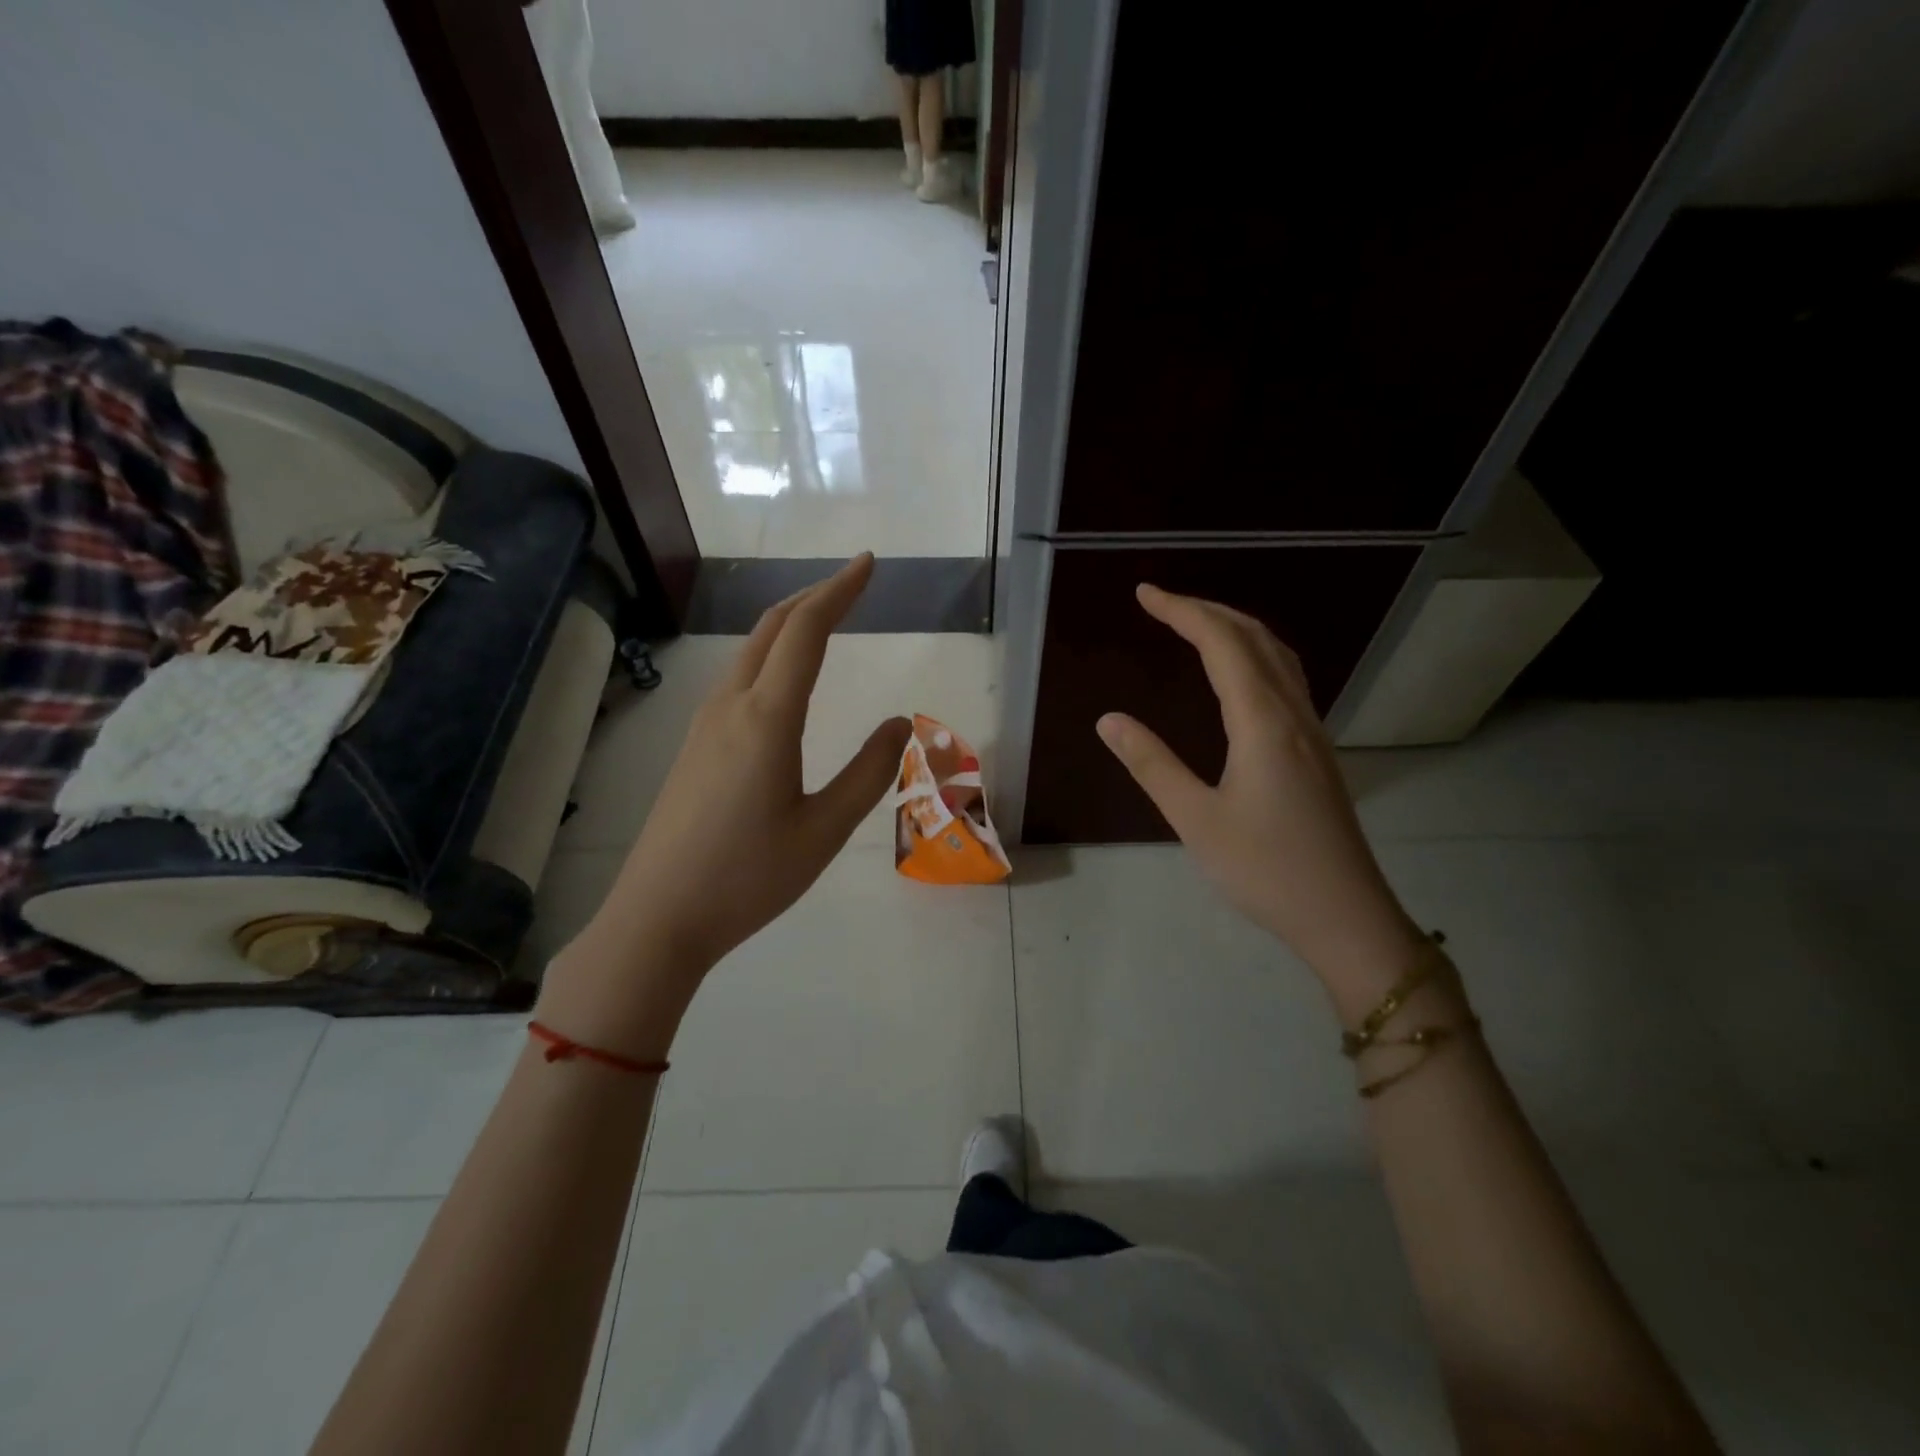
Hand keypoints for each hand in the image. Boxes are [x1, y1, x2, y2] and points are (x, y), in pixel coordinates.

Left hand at [539, 555, 911, 1053]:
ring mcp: (705, 724)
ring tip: (824, 618)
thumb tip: (899, 722)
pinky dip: (770, 655)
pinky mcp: (694, 746)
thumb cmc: (749, 877)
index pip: (806, 631)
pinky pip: (738, 678)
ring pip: (750, 651)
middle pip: (772, 628)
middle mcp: (731, 706)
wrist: (658, 917)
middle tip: (852, 583)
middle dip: (813, 596)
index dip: (839, 590)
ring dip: (789, 624)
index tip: (868, 563)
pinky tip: (783, 678)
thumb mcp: (824, 829)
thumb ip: (868, 772)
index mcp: (767, 719)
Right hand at [1096, 585, 1425, 999]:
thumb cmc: (1266, 870)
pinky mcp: (1316, 751)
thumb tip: (1109, 719)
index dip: (1183, 611)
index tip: (1144, 594)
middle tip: (1161, 602)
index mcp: (1263, 722)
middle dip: (1207, 610)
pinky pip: (1286, 680)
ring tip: (1195, 624)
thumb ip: (1152, 765)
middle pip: (1255, 638)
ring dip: (1235, 628)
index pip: (1222, 644)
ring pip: (1277, 656)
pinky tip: (1239, 674)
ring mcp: (1311, 731)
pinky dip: (1255, 655)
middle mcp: (1293, 714)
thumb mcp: (1196, 820)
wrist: (1345, 916)